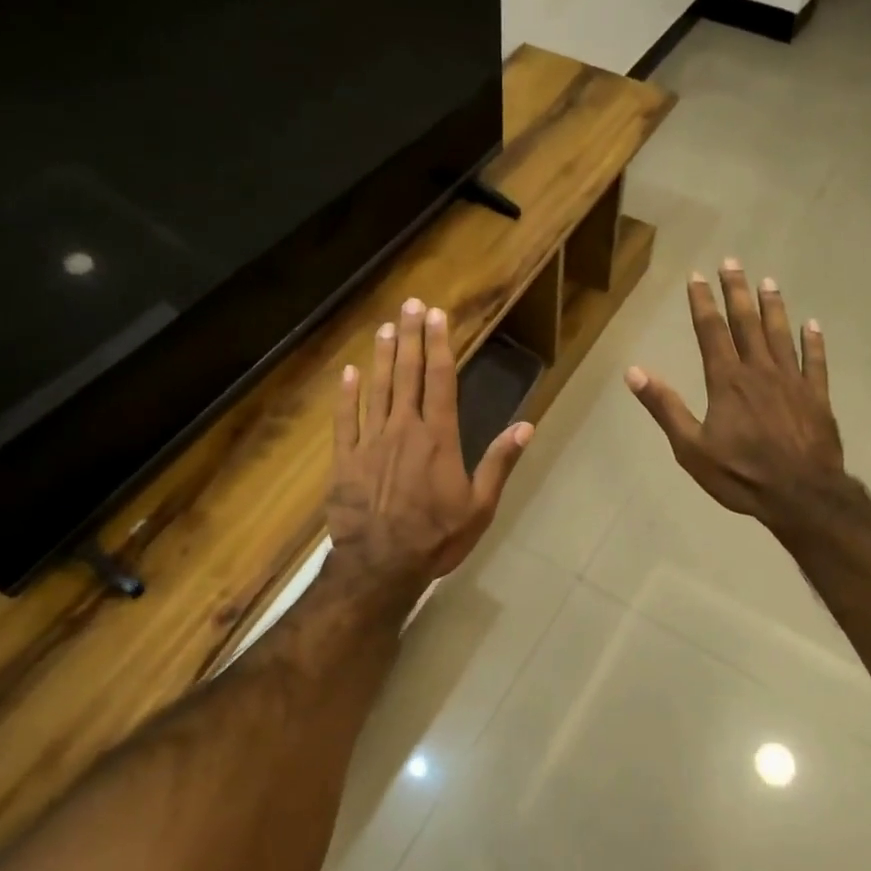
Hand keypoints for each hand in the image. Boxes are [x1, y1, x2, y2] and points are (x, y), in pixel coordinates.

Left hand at [328, 297, 531, 597]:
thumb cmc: (436, 537)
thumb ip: (499, 462)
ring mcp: (370, 442)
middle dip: (409, 337)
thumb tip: (526, 426)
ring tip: (383, 328)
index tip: (436, 316)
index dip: (439, 345)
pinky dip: (346, 395)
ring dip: (380, 357)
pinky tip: (348, 373)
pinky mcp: (344, 460)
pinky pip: (344, 420)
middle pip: (407, 374)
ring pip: (376, 390)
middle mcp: (403, 429)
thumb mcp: (480, 506)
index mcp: (438, 438)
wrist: (381, 566)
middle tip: (408, 305)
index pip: (441, 380)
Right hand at [625, 259, 853, 537]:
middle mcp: (760, 371)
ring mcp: (793, 381)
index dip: (703, 302)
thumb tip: (633, 372)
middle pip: (747, 323)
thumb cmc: (740, 474)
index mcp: (726, 381)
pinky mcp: (817, 397)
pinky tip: (812, 324)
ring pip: (781, 334)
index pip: (711, 332)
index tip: (697, 277)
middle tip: (732, 262)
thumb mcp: (690, 447)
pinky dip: (814, 341)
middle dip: (737, 291)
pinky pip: (816, 361)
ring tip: (769, 281)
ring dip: (774, 306)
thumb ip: (664, 407)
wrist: (800, 495)